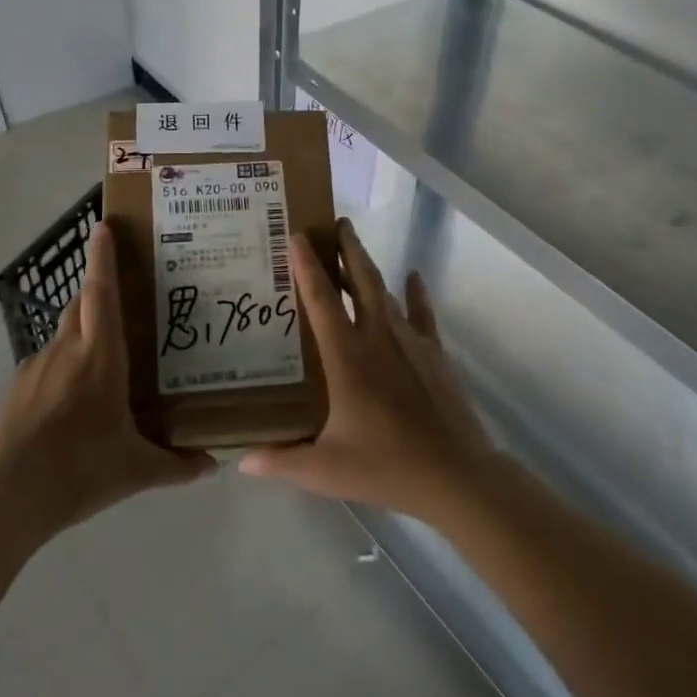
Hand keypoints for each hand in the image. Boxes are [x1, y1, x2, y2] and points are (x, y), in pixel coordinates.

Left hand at [0, 221, 214, 534]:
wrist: (8, 496)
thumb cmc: (81, 469)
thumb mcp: (136, 470)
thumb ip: (176, 465)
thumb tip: (212, 466)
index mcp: (100, 357)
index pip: (101, 293)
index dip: (102, 258)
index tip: (102, 227)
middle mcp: (66, 351)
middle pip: (80, 305)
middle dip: (96, 291)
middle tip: (121, 298)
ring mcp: (36, 368)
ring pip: (63, 335)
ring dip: (81, 334)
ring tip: (102, 360)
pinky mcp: (16, 390)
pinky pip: (46, 365)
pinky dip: (62, 368)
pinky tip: (72, 402)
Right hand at [239, 219, 495, 523]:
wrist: (455, 474)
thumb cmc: (386, 466)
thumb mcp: (325, 469)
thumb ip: (281, 461)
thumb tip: (242, 461)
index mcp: (347, 357)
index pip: (321, 300)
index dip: (306, 266)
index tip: (297, 236)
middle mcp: (377, 337)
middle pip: (360, 280)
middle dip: (347, 248)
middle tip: (335, 222)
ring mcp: (411, 342)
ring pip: (386, 292)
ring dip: (369, 267)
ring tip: (355, 247)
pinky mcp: (434, 353)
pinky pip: (422, 313)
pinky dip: (416, 293)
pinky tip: (414, 275)